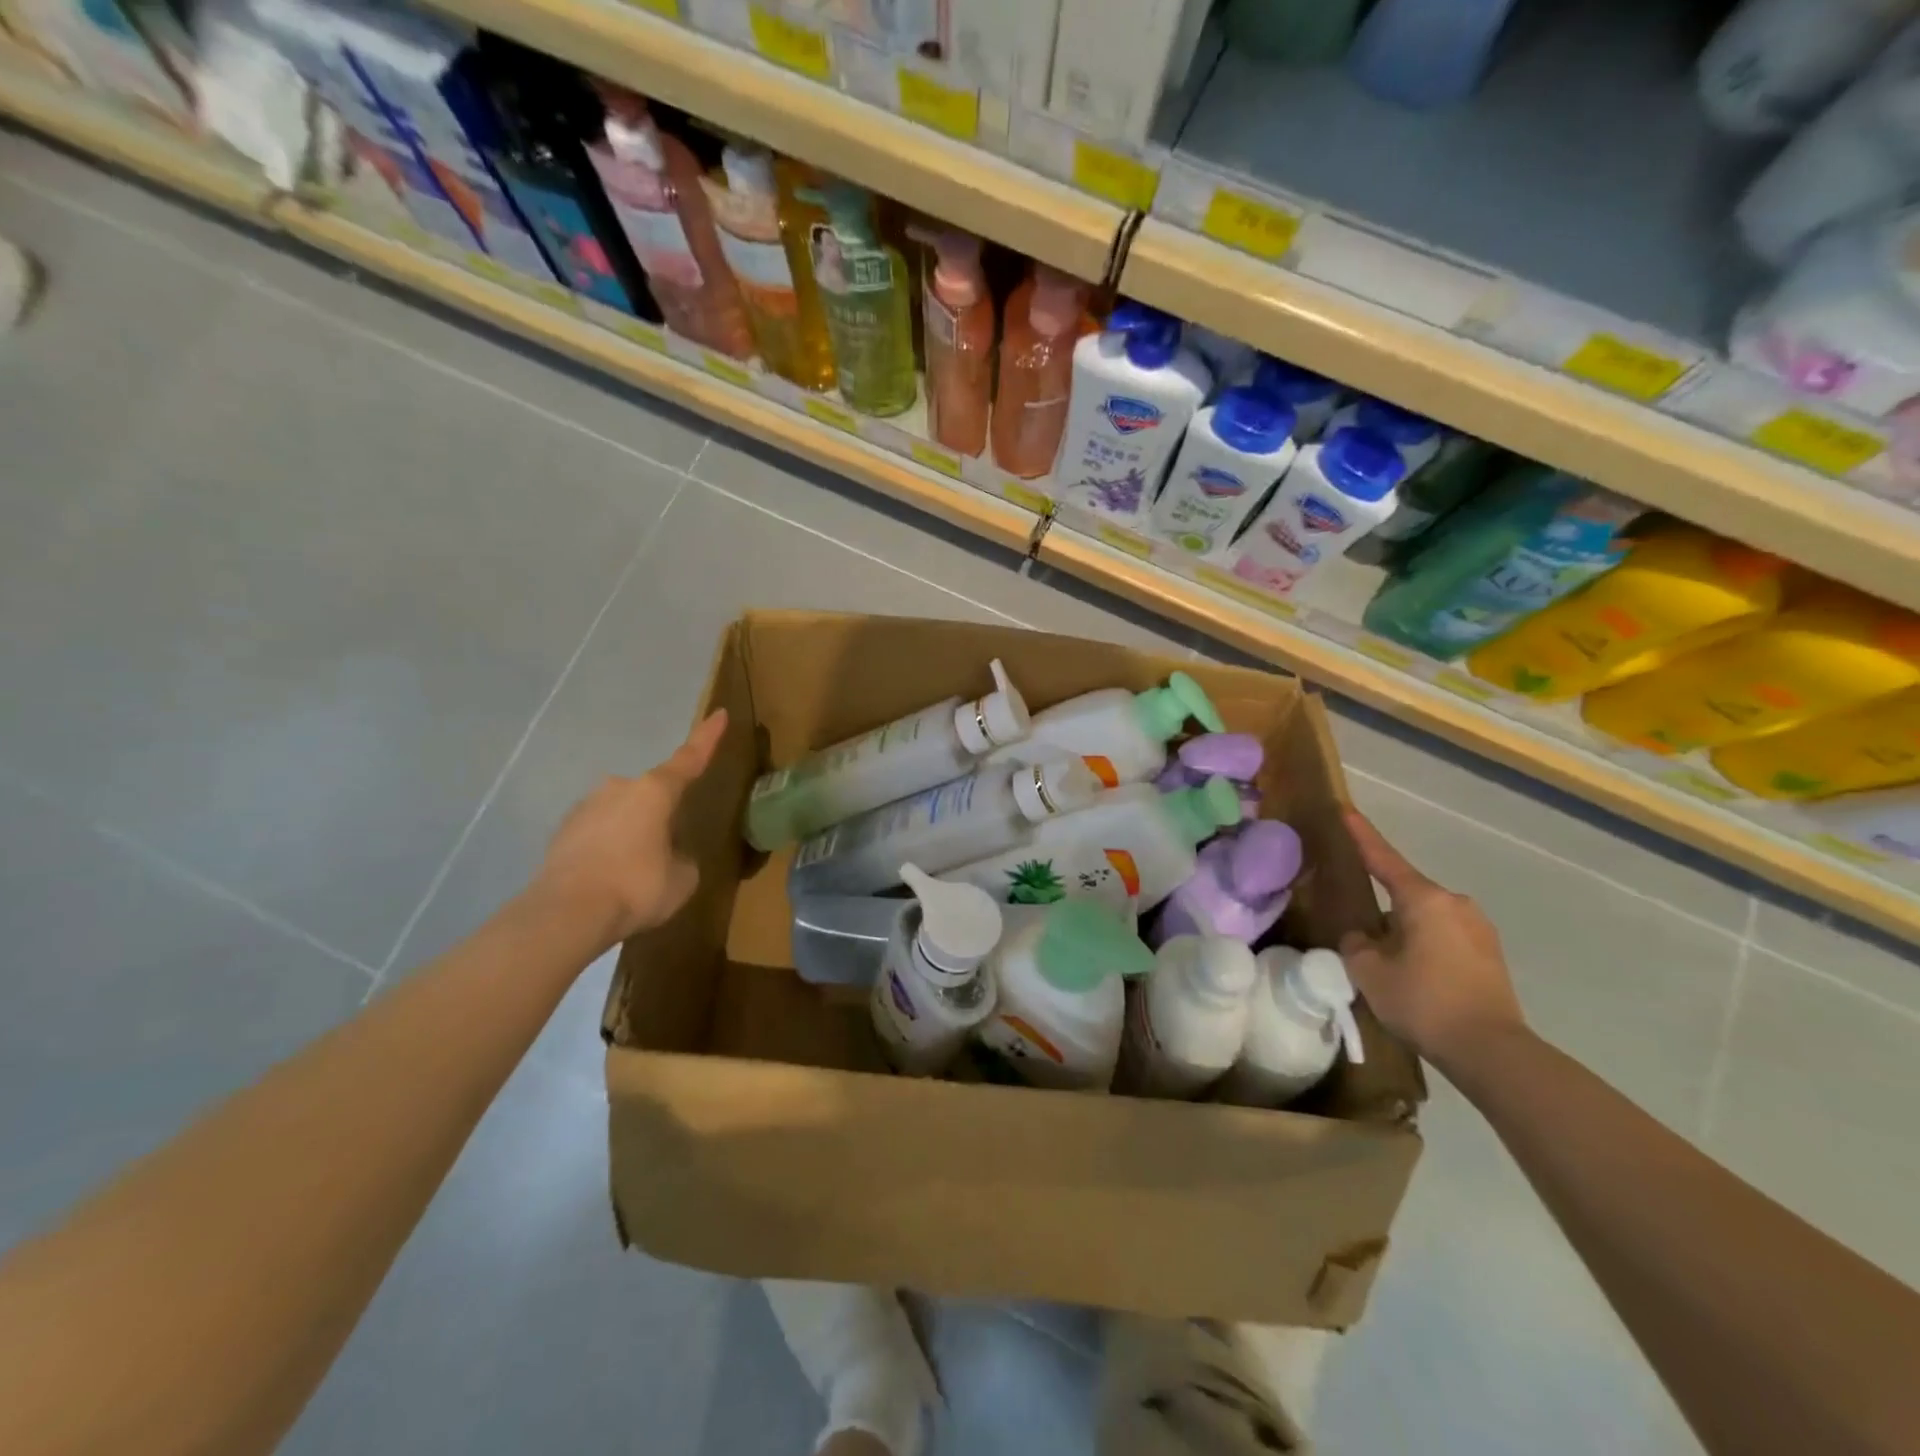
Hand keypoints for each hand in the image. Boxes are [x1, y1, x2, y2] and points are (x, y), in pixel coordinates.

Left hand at [534, 709, 728, 945]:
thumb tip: (669, 855)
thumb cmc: (637, 886)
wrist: (566, 914)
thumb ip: (682, 858)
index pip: (689, 759)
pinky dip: (607, 849)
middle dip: (660, 813)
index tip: (719, 713)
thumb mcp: (682, 877)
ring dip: (632, 832)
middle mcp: (618, 788)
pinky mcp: (561, 832)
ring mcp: (585, 807)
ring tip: (636, 871)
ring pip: (621, 813)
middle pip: (650, 793)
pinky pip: (597, 833)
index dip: (707, 738)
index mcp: (655, 791)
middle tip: (667, 847)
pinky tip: (609, 878)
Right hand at [1337, 809, 1525, 1070]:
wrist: (1491, 1051)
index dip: (1361, 835)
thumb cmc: (1423, 1002)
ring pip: (1425, 918)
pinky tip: (1415, 977)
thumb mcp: (1369, 972)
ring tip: (1388, 965)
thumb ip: (1357, 943)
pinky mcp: (1490, 954)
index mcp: (1423, 899)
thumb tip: (1364, 935)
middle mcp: (1454, 904)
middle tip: (1361, 934)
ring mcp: (1478, 928)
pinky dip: (1425, 947)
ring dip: (1404, 931)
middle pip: (1406, 894)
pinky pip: (1444, 937)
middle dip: (1383, 908)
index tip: (1345, 810)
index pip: (1383, 859)